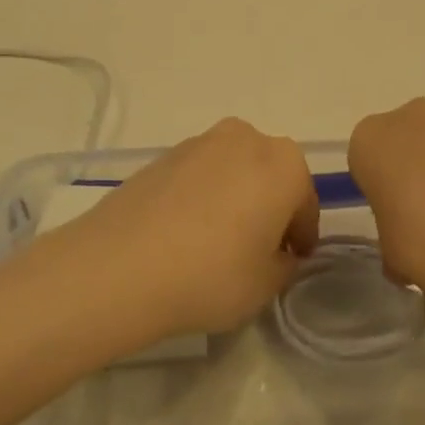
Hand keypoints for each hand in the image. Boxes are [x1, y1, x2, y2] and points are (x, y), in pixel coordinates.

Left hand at [62, 119, 319, 347]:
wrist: (119, 266)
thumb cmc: (210, 275)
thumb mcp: (265, 285)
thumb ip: (284, 265)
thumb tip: (278, 254)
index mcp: (284, 164)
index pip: (305, 203)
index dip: (301, 237)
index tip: (291, 261)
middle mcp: (246, 139)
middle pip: (270, 177)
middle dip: (269, 208)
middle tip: (257, 251)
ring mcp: (199, 142)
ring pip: (233, 172)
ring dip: (235, 199)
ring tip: (216, 243)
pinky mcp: (162, 155)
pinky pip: (198, 176)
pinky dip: (202, 197)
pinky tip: (184, 234)